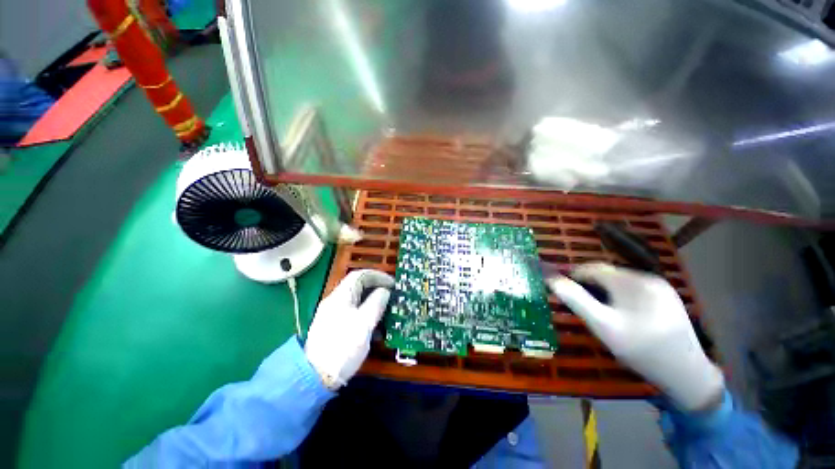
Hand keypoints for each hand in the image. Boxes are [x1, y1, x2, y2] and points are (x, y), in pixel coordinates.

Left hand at [305, 270, 393, 389]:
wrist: (315, 377)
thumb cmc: (342, 347)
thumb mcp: (364, 323)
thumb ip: (376, 303)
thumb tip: (385, 291)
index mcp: (341, 296)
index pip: (360, 275)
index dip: (378, 276)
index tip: (392, 284)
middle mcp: (335, 301)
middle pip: (358, 286)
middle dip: (377, 288)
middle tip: (392, 296)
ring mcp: (333, 314)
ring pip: (357, 300)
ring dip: (373, 301)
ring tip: (386, 310)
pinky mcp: (334, 326)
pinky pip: (353, 312)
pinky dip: (366, 313)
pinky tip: (374, 325)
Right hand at [547, 263, 723, 411]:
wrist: (686, 374)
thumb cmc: (641, 350)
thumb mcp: (603, 327)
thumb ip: (575, 300)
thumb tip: (551, 279)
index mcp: (633, 282)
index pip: (593, 268)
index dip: (572, 275)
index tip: (560, 288)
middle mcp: (648, 278)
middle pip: (607, 274)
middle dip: (588, 284)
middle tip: (579, 303)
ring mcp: (660, 287)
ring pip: (619, 281)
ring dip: (603, 290)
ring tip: (598, 309)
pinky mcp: (666, 297)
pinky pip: (633, 289)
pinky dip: (619, 295)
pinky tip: (620, 312)